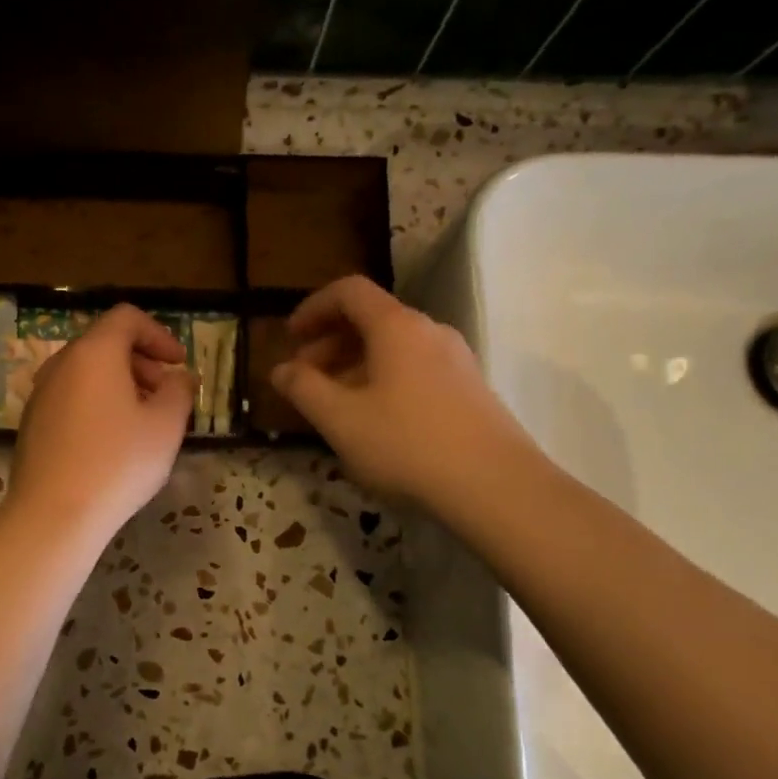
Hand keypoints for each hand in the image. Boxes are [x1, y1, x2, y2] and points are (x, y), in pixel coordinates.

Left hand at [7, 304, 194, 542]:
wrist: (53, 515)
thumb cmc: (118, 462)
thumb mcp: (166, 425)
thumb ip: (179, 391)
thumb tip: (179, 378)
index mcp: (94, 353)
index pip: (126, 318)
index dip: (158, 334)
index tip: (178, 364)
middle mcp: (61, 364)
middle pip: (105, 343)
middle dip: (142, 361)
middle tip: (165, 393)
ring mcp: (41, 394)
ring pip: (87, 372)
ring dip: (120, 384)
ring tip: (143, 420)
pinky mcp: (32, 423)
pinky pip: (71, 397)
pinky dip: (97, 403)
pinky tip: (112, 442)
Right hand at [270, 276, 529, 510]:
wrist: (497, 487)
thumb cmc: (407, 445)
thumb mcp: (340, 419)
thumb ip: (303, 389)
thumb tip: (280, 370)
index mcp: (396, 326)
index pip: (349, 291)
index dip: (312, 307)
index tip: (290, 336)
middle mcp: (429, 332)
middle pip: (371, 319)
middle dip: (329, 343)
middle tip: (304, 378)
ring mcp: (456, 360)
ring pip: (394, 348)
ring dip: (355, 365)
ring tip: (335, 404)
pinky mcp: (470, 390)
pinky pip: (415, 370)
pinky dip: (383, 381)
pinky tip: (375, 422)